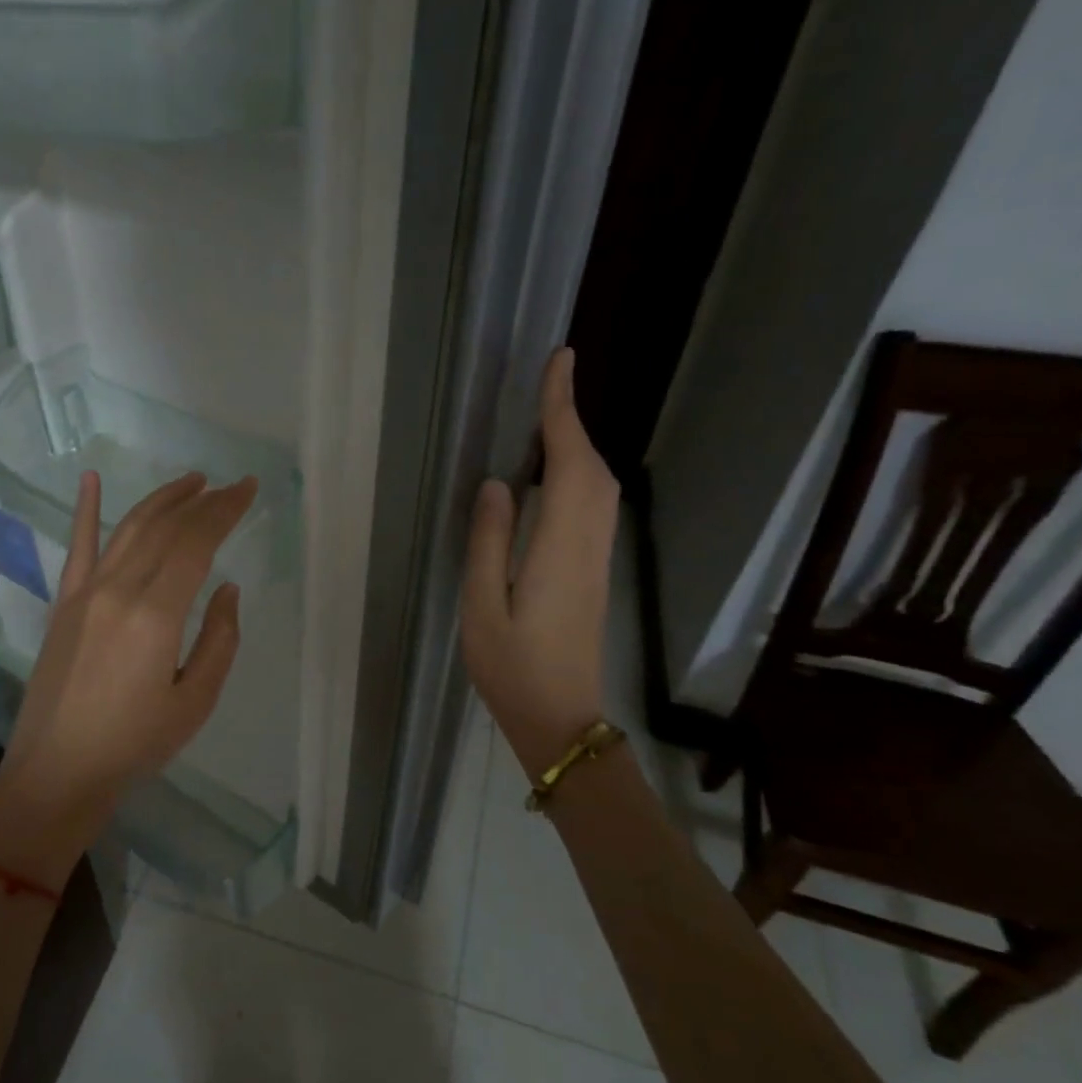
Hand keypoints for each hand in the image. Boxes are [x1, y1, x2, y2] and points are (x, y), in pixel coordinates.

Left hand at [0, 470, 256, 889]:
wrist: (57, 771)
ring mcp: (84, 593)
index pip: (195, 543)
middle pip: (165, 529)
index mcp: (155, 615)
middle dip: (201, 501)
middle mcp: (117, 591)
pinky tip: (90, 479)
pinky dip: (85, 510)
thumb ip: (220, 640)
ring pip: (127, 529)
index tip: (247, 490)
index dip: (224, 511)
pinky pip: (76, 548)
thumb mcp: (194, 702)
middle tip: (229, 486)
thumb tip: (226, 589)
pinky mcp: (63, 604)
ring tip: (190, 481)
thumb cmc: (134, 744)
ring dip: (161, 499)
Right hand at [461, 347, 620, 781]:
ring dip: (576, 447)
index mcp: (558, 549)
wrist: (560, 719)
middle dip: (571, 422)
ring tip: (545, 422)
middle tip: (548, 383)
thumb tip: (495, 485)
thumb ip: (489, 543)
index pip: (568, 465)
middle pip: (593, 470)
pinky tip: (551, 478)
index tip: (559, 363)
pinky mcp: (592, 574)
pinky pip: (592, 509)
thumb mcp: (482, 607)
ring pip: (599, 489)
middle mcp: (587, 546)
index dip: (562, 412)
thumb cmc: (512, 668)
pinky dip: (577, 476)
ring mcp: (595, 561)